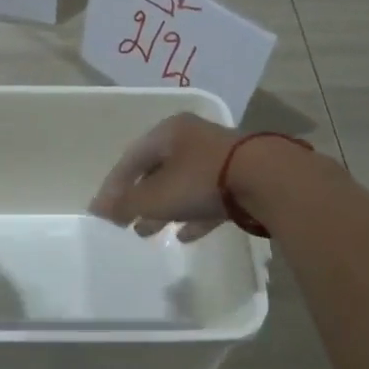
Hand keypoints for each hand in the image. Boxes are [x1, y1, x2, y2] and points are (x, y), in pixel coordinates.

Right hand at [89, 112, 240, 241]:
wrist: (268, 180)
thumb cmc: (201, 180)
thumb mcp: (156, 195)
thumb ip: (126, 204)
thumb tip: (99, 211)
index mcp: (168, 132)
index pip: (130, 159)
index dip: (113, 187)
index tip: (101, 212)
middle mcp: (192, 138)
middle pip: (156, 170)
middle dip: (138, 199)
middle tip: (125, 223)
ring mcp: (219, 158)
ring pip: (182, 185)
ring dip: (163, 209)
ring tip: (149, 232)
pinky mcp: (241, 178)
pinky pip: (208, 197)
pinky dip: (193, 214)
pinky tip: (185, 235)